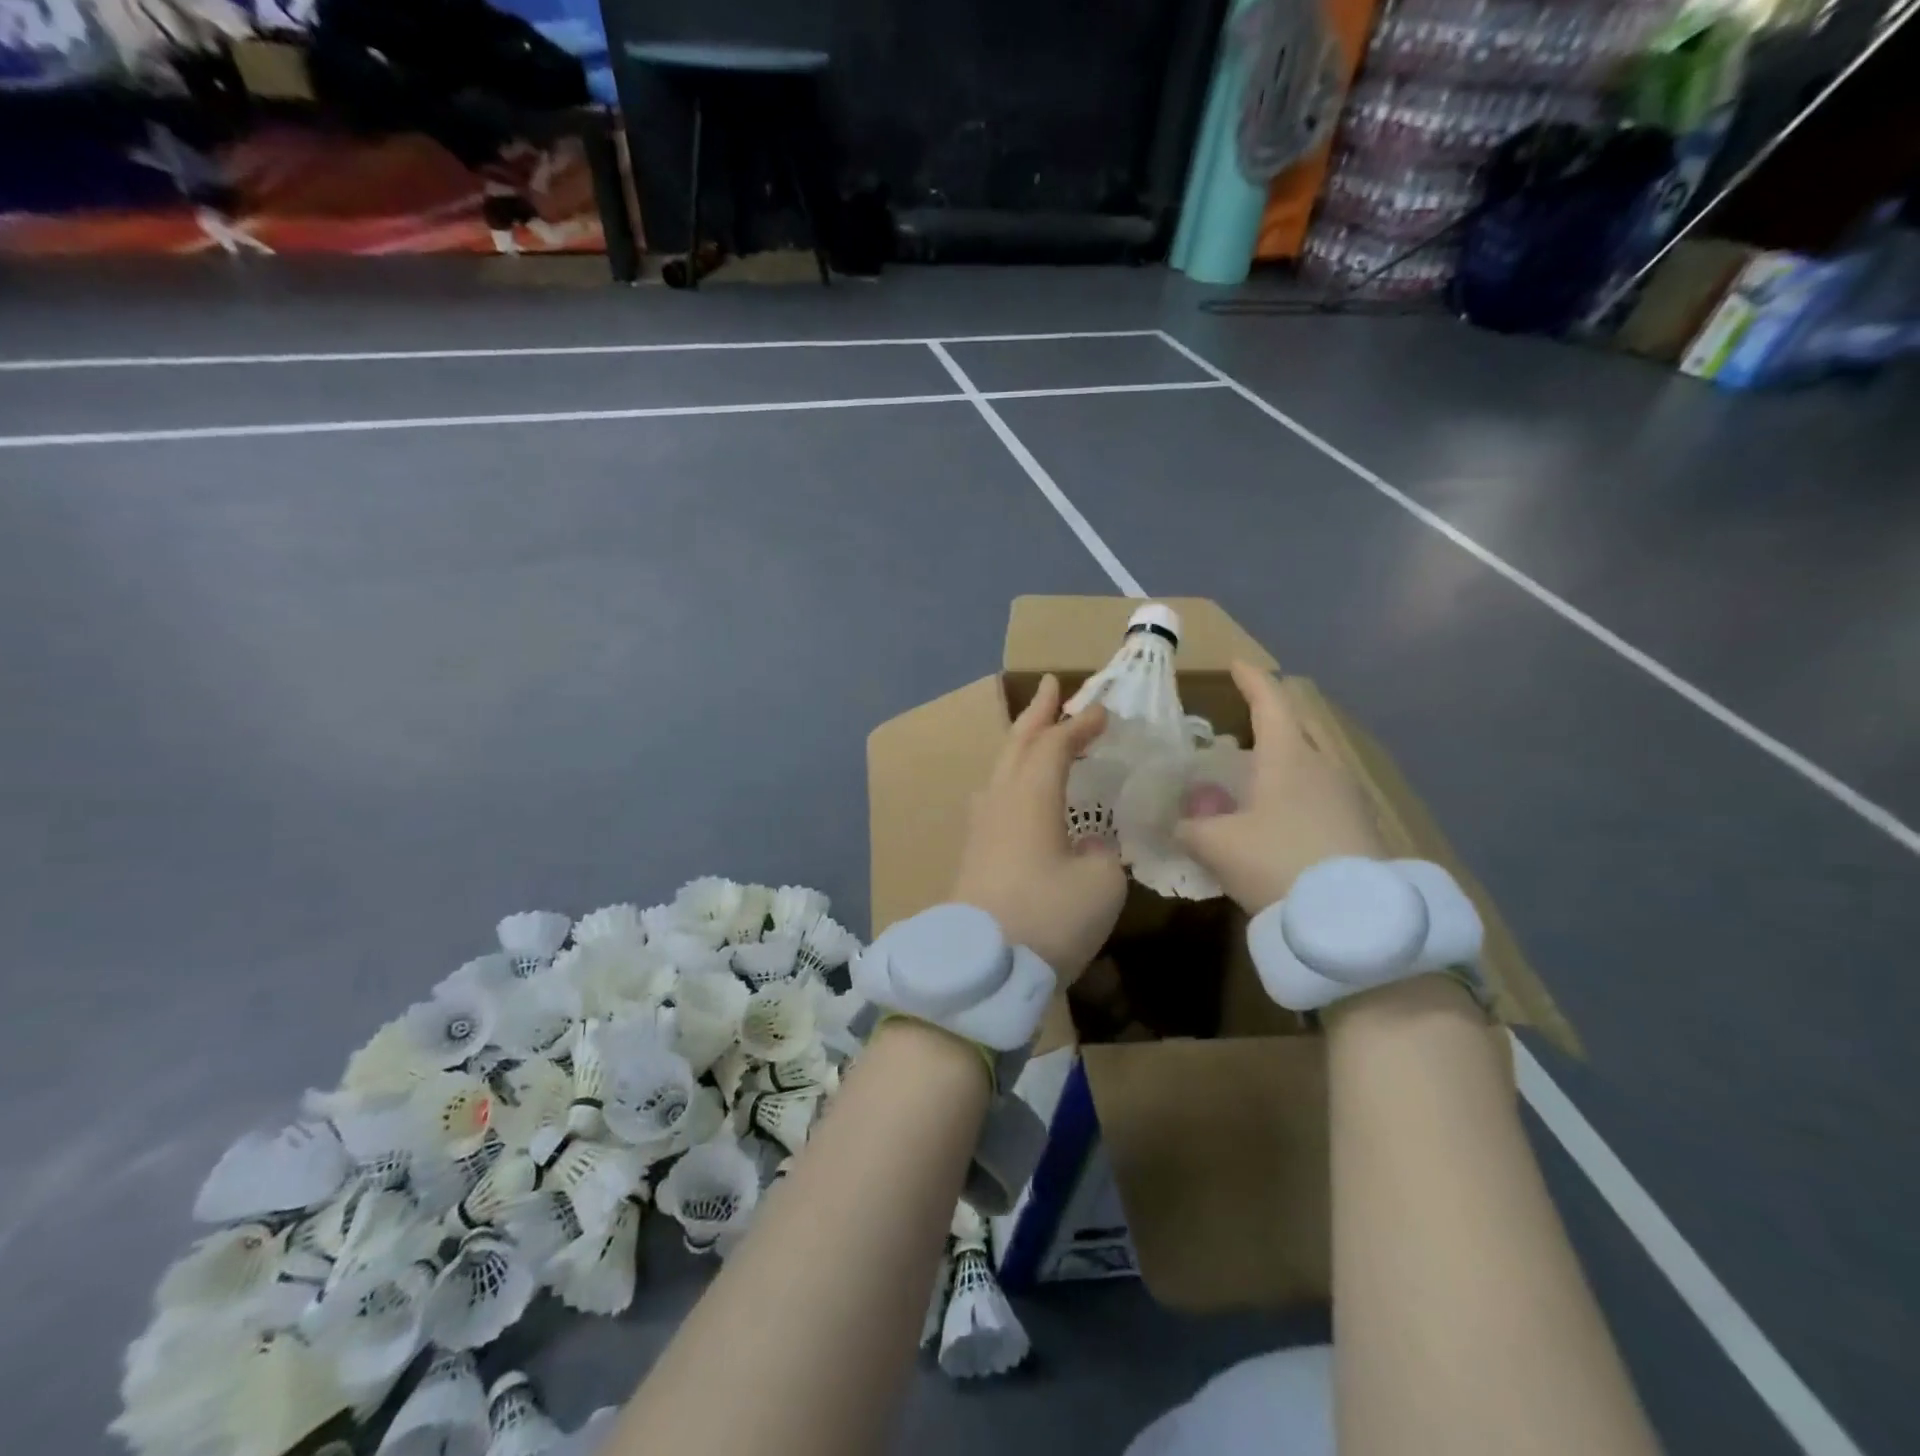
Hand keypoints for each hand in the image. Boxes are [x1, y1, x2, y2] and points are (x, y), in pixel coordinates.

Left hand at [951, 675, 1127, 980]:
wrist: (980, 968)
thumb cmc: (1048, 917)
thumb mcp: (1100, 884)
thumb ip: (1101, 854)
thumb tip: (1088, 846)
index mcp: (1031, 796)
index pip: (1055, 745)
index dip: (1079, 724)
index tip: (1102, 710)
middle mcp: (1000, 801)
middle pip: (1016, 743)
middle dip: (1036, 712)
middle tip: (1050, 686)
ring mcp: (980, 828)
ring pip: (1000, 769)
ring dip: (1020, 743)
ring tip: (1033, 732)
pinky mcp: (973, 855)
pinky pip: (994, 798)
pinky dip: (1011, 778)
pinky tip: (1014, 794)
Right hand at [1174, 662, 1384, 914]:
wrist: (1354, 921)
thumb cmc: (1277, 862)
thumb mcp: (1217, 845)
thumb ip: (1190, 827)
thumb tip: (1177, 821)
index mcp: (1289, 756)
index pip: (1270, 701)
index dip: (1251, 679)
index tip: (1238, 663)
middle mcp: (1323, 766)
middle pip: (1298, 726)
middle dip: (1272, 716)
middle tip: (1245, 720)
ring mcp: (1348, 796)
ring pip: (1312, 760)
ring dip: (1285, 757)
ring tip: (1257, 773)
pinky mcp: (1360, 827)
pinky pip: (1322, 791)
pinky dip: (1298, 789)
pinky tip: (1281, 815)